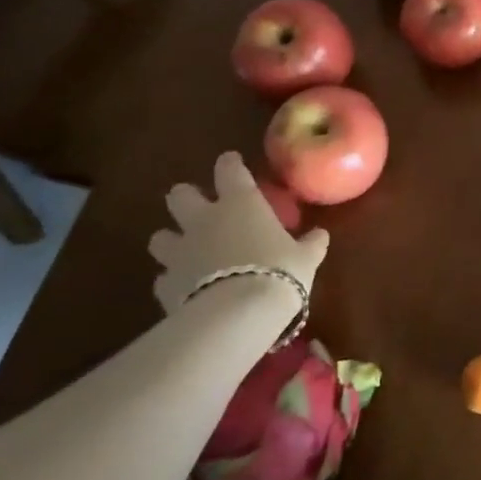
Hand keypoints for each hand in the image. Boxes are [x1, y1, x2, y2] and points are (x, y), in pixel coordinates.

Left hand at [147, 151, 328, 313]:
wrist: (236, 316)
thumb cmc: (278, 273)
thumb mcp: (306, 258)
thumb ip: (310, 244)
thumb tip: (320, 235)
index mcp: (240, 203)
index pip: (229, 169)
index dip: (230, 164)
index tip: (232, 163)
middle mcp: (203, 220)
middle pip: (180, 196)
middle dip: (186, 199)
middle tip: (201, 209)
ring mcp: (179, 252)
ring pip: (161, 236)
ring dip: (171, 240)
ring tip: (186, 250)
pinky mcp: (165, 285)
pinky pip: (163, 277)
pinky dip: (172, 280)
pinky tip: (185, 288)